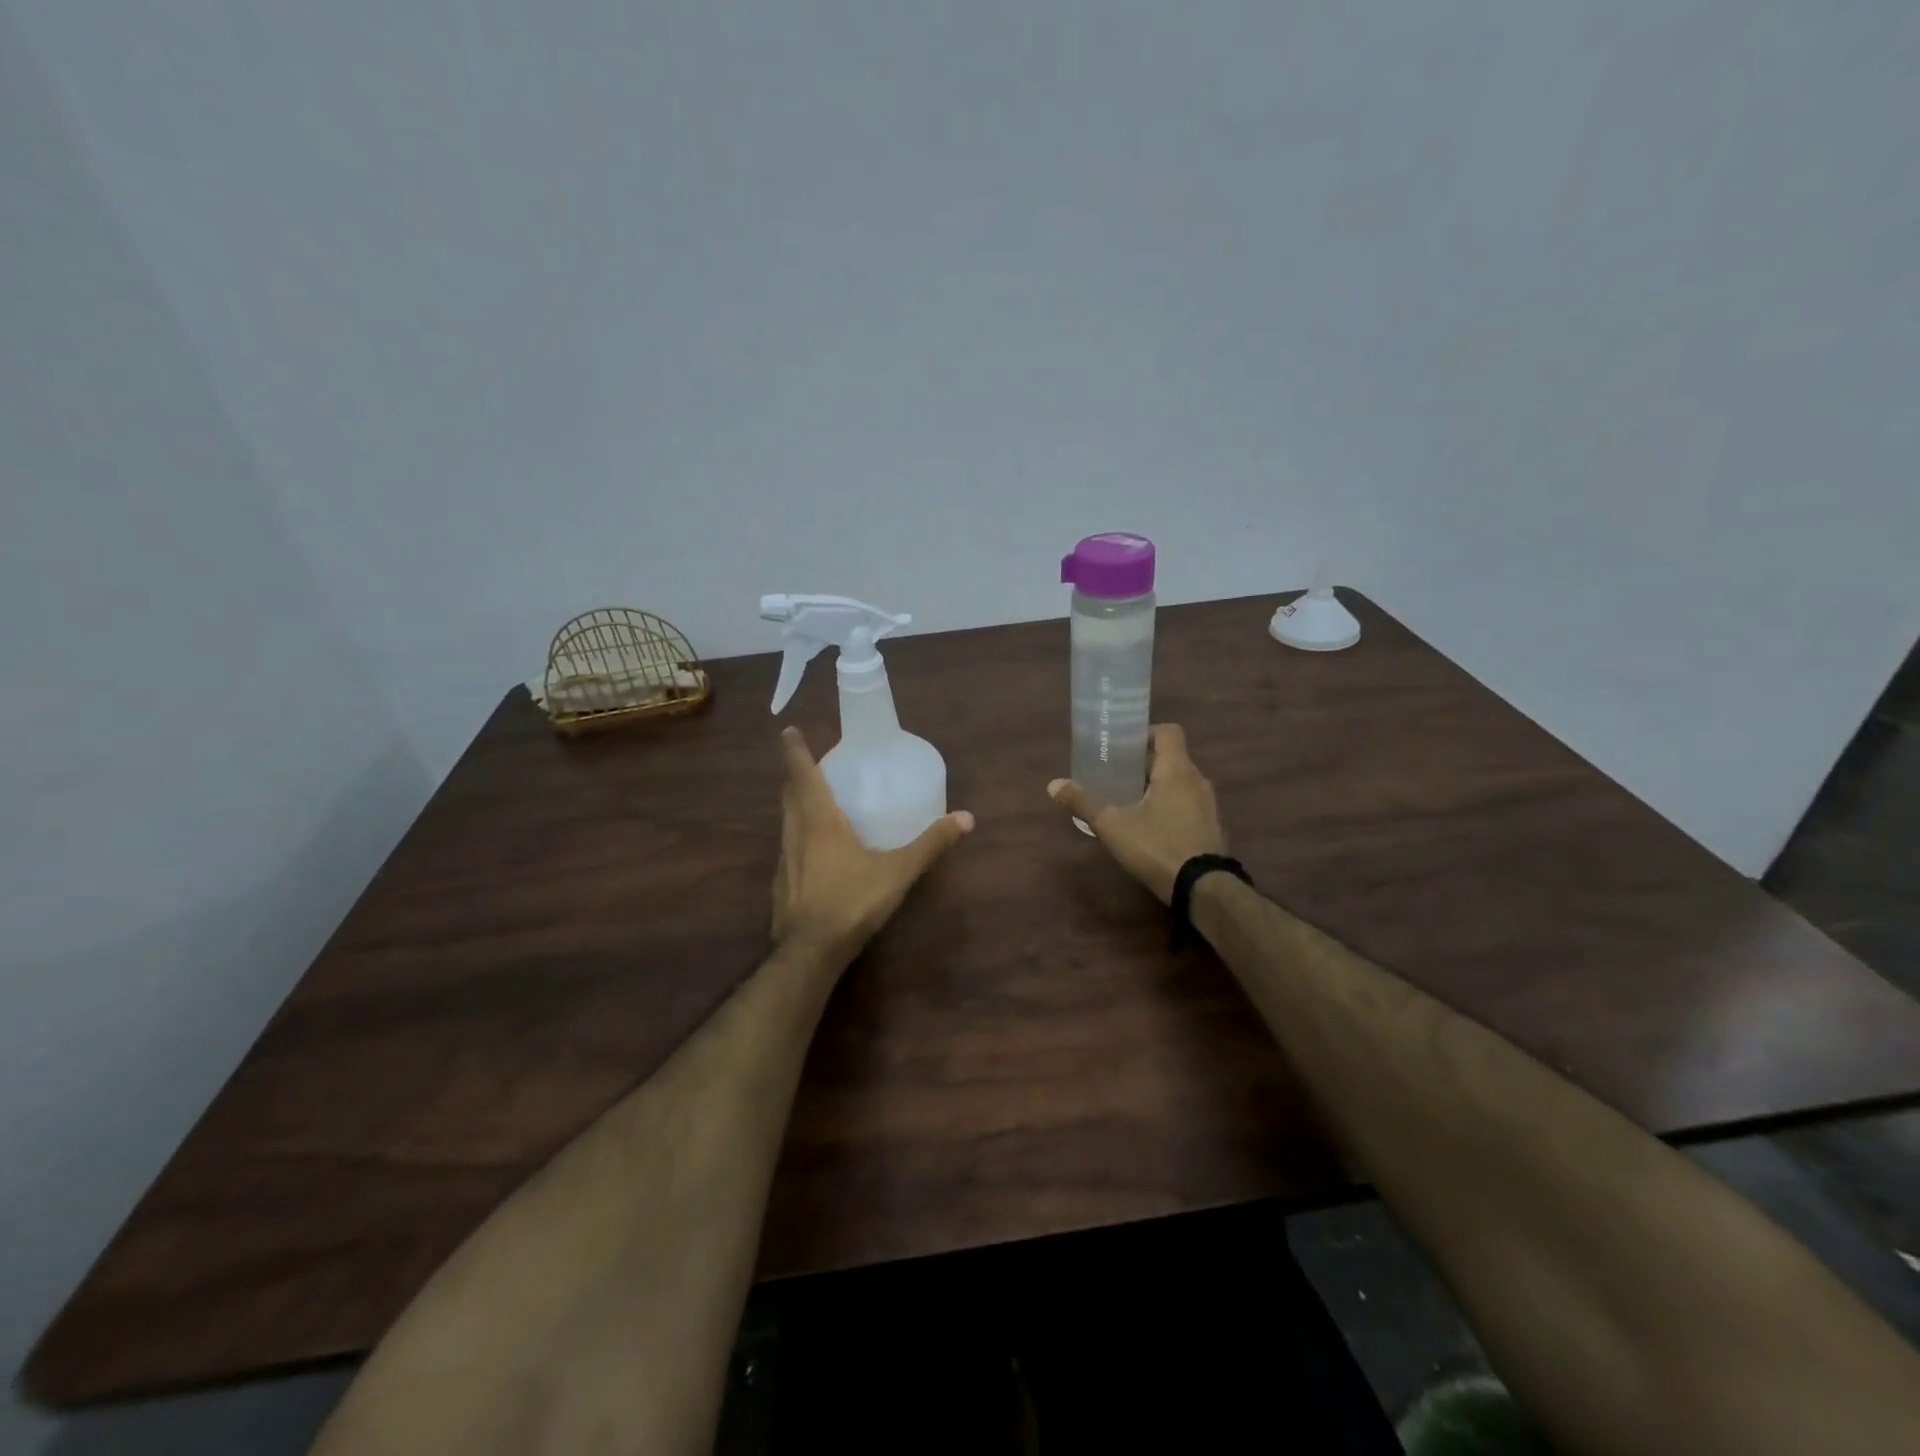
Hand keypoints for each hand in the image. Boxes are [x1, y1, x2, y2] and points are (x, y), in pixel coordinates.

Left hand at [772, 726, 973, 965]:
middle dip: (798, 776)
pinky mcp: (782, 883)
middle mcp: (795, 833)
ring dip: (797, 804)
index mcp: (818, 820)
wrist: (810, 951)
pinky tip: (816, 851)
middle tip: (814, 765)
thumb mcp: (898, 871)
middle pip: (790, 794)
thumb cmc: (851, 901)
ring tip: (816, 801)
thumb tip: (966, 818)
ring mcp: (785, 859)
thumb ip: (931, 844)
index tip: (788, 730)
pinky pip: (789, 846)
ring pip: (786, 820)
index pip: (802, 774)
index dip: (795, 750)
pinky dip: (799, 834)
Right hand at [1048, 724, 1226, 903]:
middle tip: (1115, 774)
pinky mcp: (1211, 826)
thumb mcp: (1113, 825)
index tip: (1122, 745)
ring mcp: (1208, 804)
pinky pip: (1188, 803)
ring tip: (1128, 800)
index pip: (1168, 732)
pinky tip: (1149, 825)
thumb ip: (1084, 802)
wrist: (1203, 889)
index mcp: (1176, 769)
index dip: (1146, 733)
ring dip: (1156, 785)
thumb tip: (1053, 784)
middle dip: (1143, 763)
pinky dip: (1169, 805)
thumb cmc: (1157, 846)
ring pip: (1180, 782)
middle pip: (1171, 757)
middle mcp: (1197, 780)